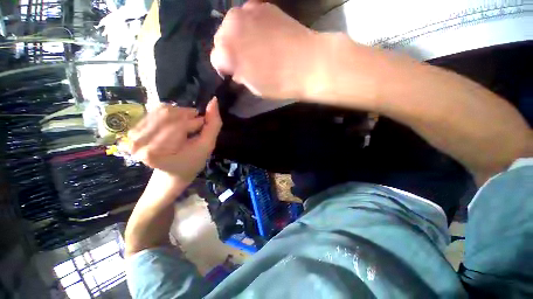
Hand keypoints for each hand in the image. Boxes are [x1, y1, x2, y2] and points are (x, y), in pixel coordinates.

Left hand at [126, 99, 221, 183]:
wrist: (173, 171)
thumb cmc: (192, 161)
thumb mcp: (207, 146)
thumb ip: (213, 124)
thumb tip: (214, 100)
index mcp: (154, 153)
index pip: (178, 125)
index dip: (195, 123)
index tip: (202, 128)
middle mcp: (137, 142)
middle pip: (168, 114)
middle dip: (187, 116)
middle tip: (195, 126)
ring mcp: (132, 135)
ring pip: (162, 110)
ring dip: (180, 114)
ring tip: (186, 126)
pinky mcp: (133, 129)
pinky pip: (155, 110)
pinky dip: (171, 113)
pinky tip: (175, 124)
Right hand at [210, 2, 320, 99]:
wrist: (307, 63)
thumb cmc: (278, 83)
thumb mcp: (254, 88)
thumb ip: (240, 76)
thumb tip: (237, 70)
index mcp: (226, 52)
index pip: (215, 59)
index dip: (225, 68)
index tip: (235, 73)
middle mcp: (230, 27)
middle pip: (221, 39)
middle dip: (230, 50)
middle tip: (245, 60)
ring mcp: (246, 11)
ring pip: (233, 25)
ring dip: (239, 36)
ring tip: (255, 46)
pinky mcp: (263, 5)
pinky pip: (249, 16)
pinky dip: (252, 25)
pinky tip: (264, 34)